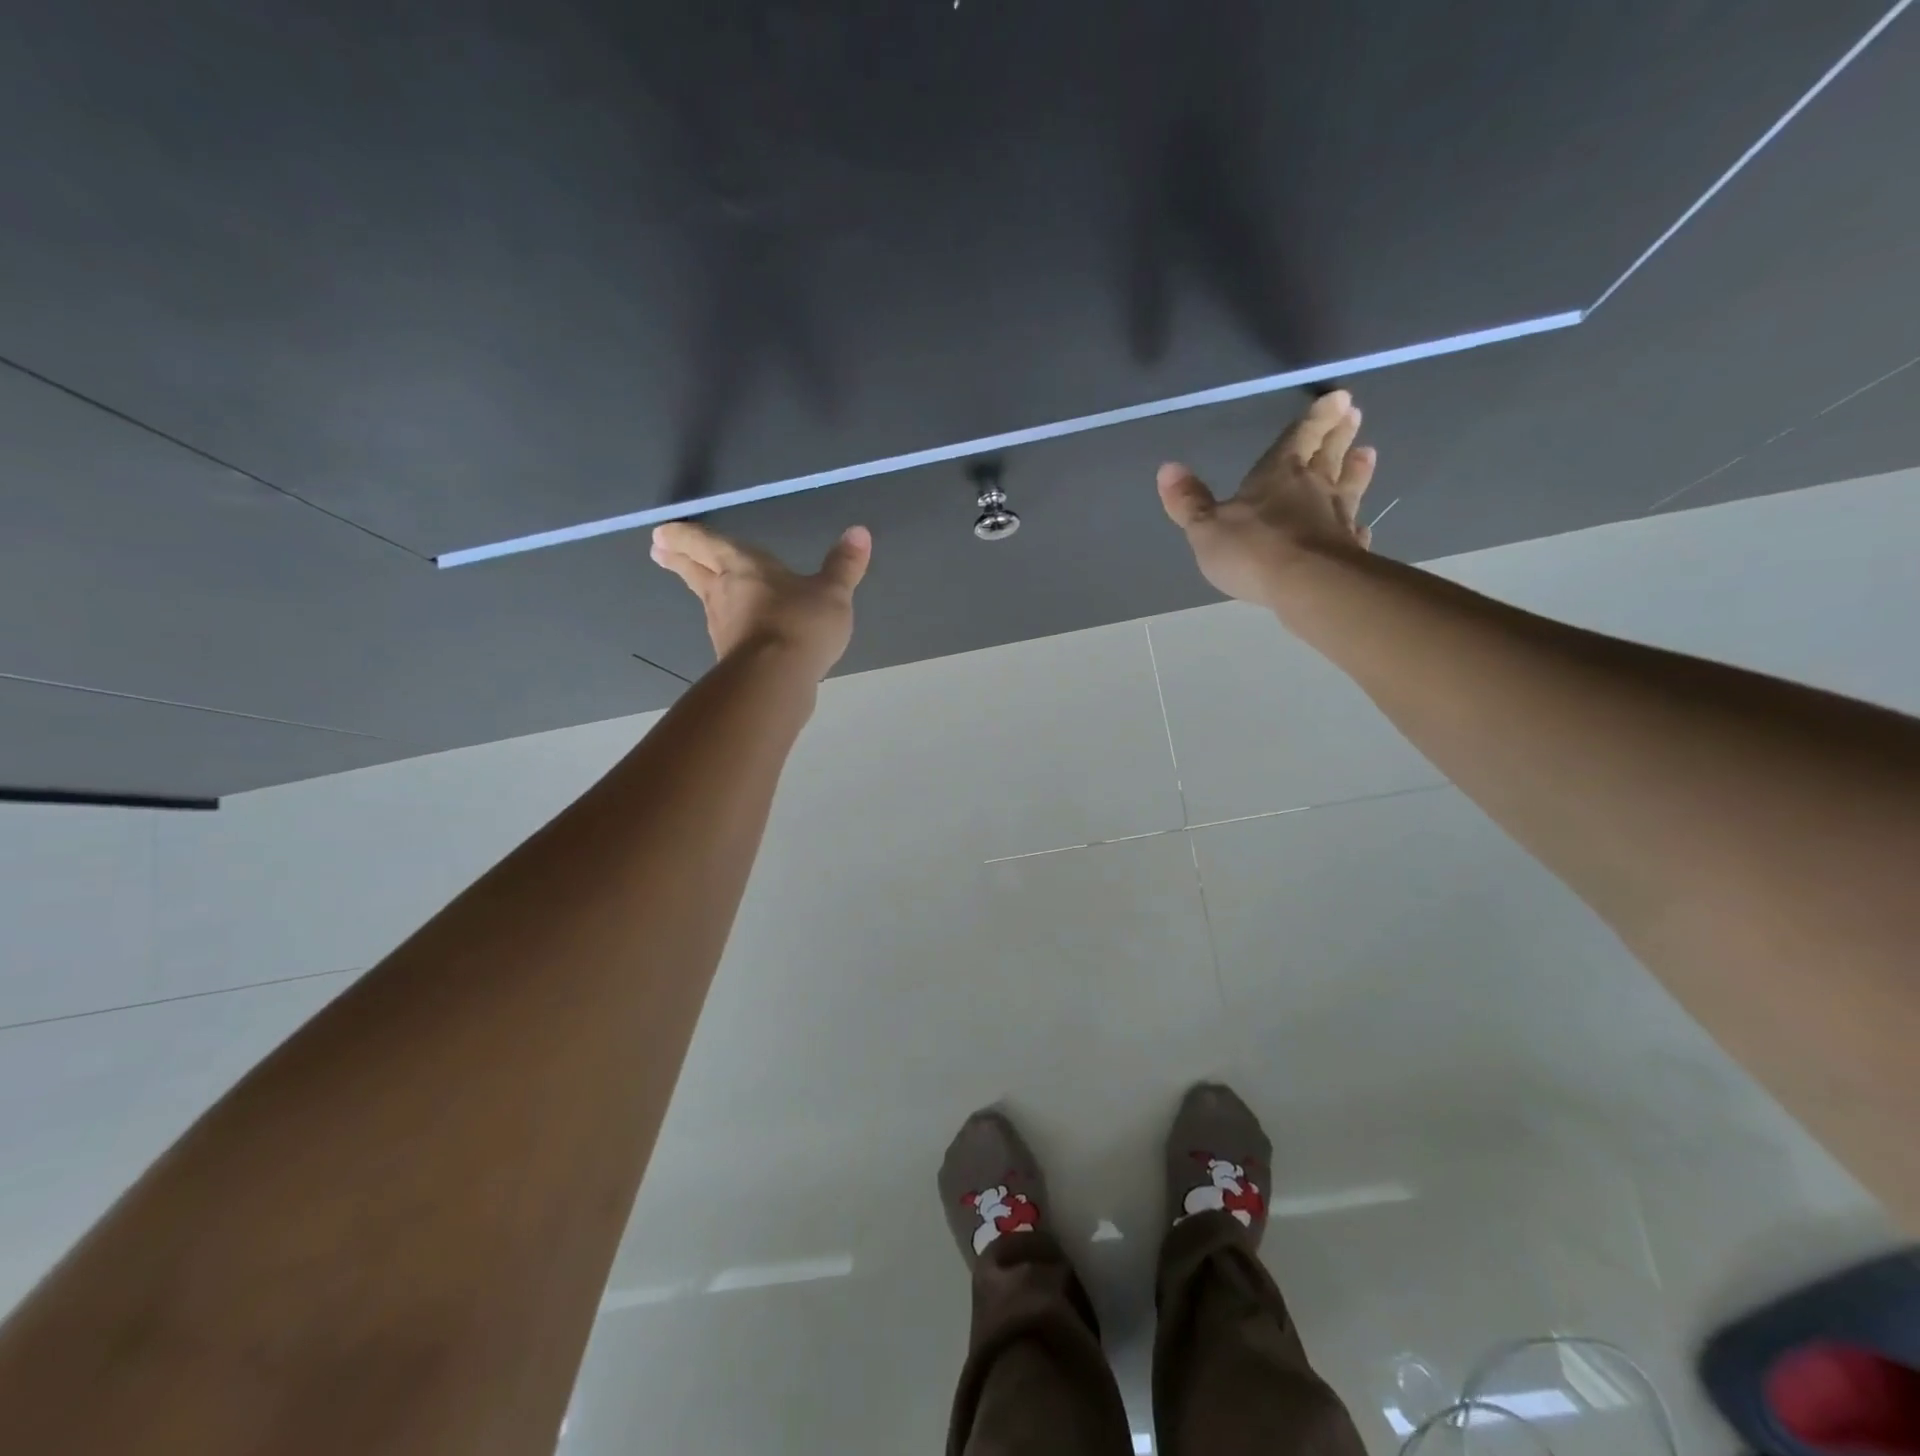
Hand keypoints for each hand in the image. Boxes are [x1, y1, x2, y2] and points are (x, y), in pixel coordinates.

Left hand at [651, 521, 871, 680]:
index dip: (685, 536)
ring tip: (701, 584)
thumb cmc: (801, 623)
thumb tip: (860, 532)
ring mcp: (723, 627)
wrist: (776, 680)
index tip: (662, 533)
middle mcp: (724, 592)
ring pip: (707, 600)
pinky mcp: (731, 656)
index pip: (707, 544)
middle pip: (695, 570)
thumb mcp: (832, 592)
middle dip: (678, 558)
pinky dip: (727, 622)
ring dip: (701, 589)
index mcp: (743, 565)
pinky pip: (726, 630)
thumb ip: (844, 565)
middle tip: (658, 551)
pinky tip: (736, 629)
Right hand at [1157, 390, 1375, 606]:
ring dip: (1357, 470)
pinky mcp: (1348, 550)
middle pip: (1329, 455)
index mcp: (1278, 474)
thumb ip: (1189, 501)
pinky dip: (1356, 526)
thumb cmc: (1251, 550)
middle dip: (1338, 434)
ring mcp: (1336, 519)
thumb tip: (1167, 468)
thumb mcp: (1206, 527)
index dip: (1316, 418)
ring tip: (1368, 453)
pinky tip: (1360, 527)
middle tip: (1354, 414)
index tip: (1339, 397)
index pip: (1299, 437)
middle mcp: (1313, 488)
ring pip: (1349, 487)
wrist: (1306, 584)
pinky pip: (1354, 532)